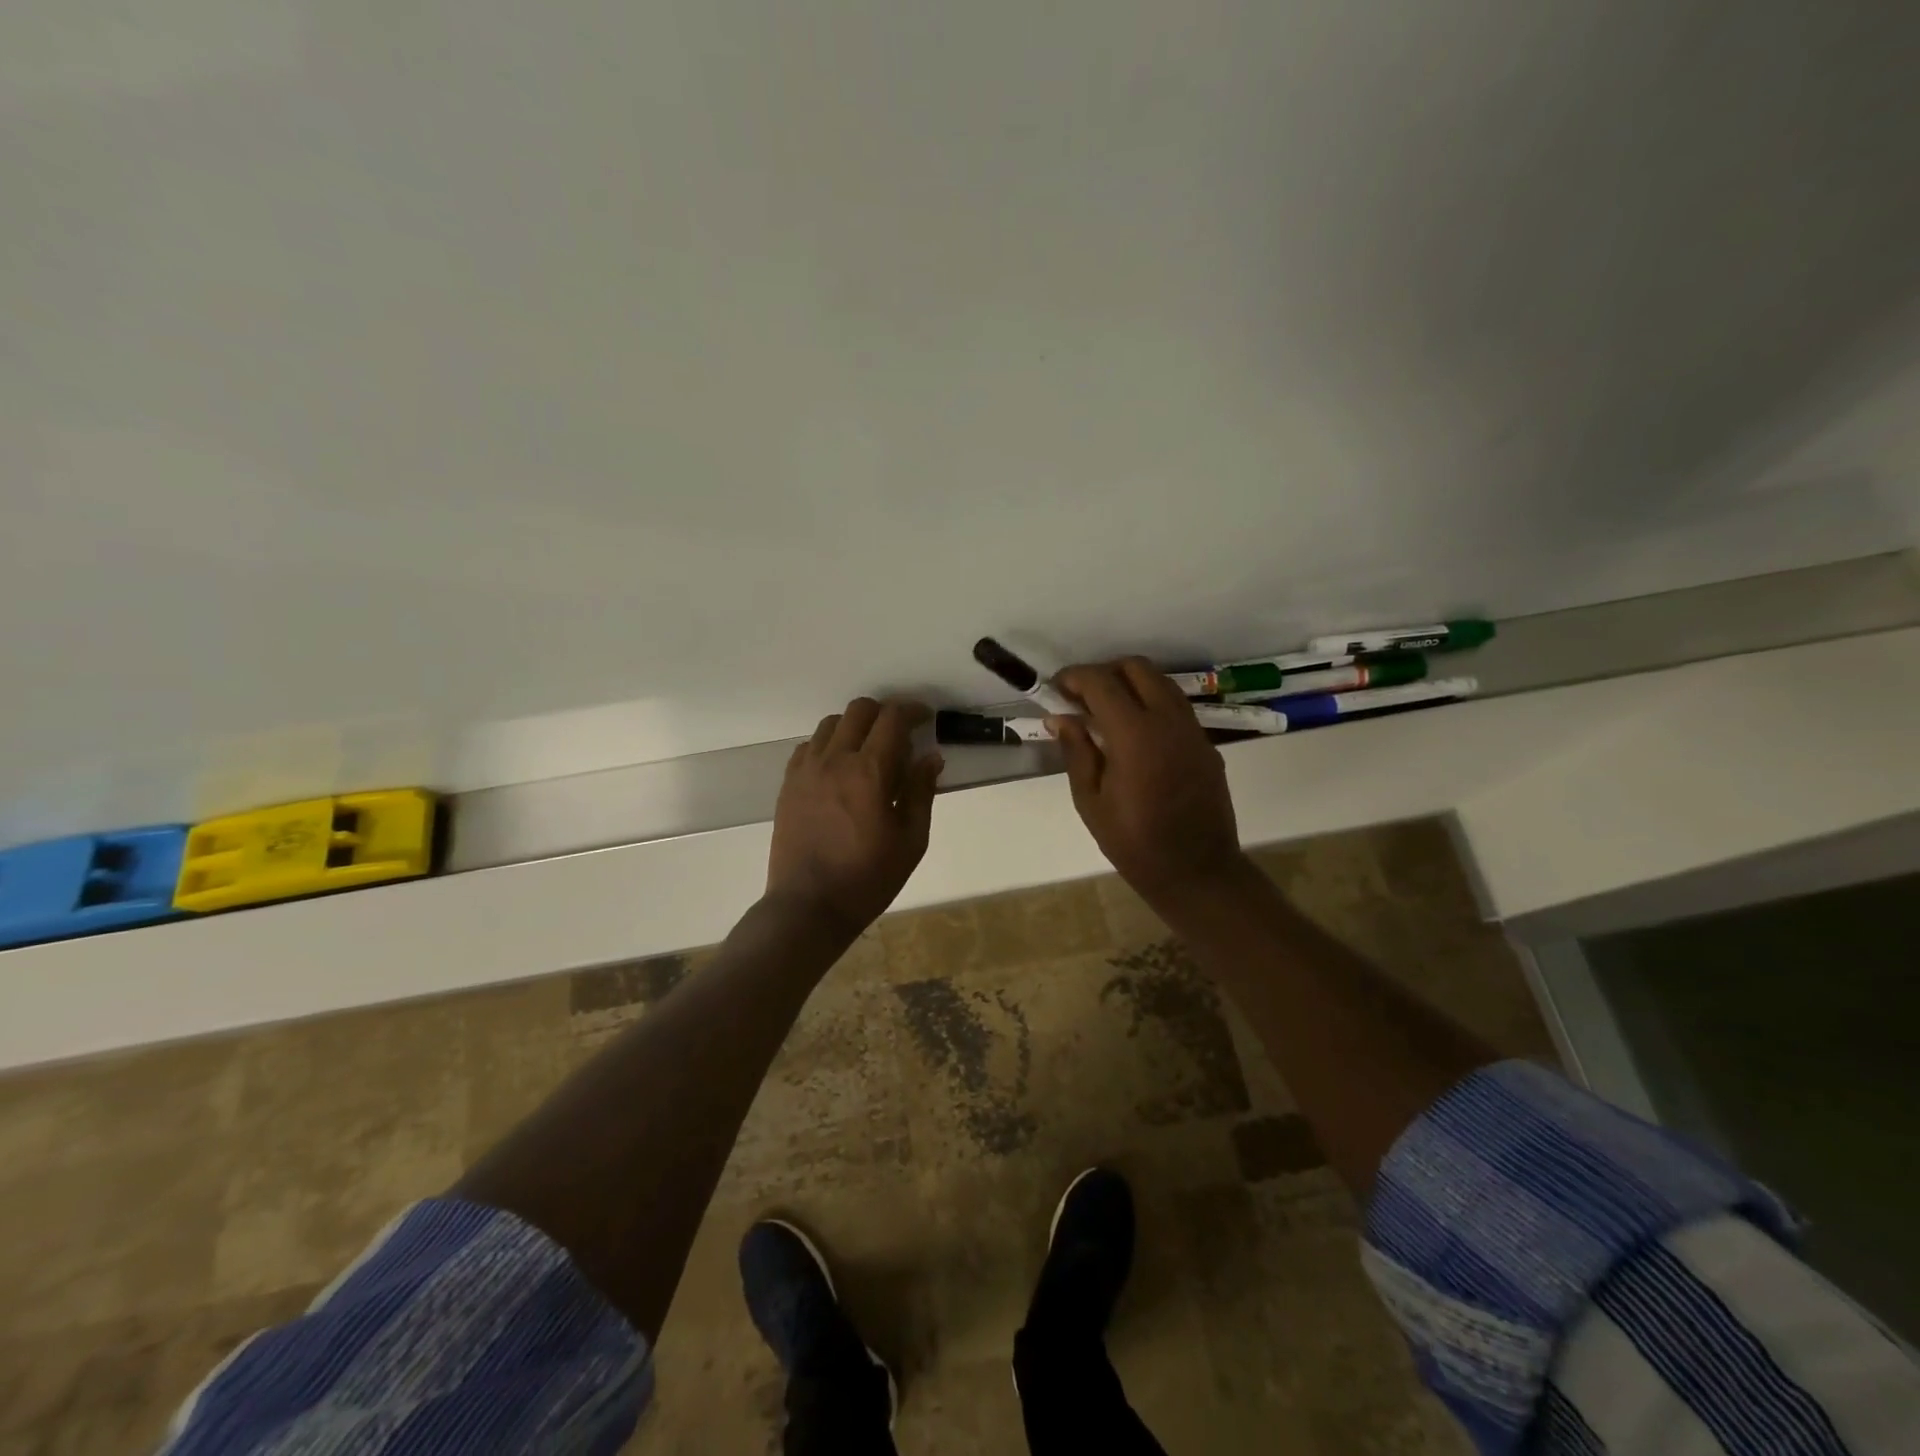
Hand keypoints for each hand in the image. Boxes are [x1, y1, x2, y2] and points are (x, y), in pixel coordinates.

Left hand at [766, 698, 943, 939]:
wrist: (809, 906)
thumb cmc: (868, 878)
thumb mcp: (910, 840)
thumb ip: (921, 791)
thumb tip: (931, 756)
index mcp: (869, 771)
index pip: (892, 718)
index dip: (912, 711)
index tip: (924, 718)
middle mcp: (834, 759)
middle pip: (859, 710)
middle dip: (884, 713)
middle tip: (899, 734)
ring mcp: (806, 769)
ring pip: (831, 723)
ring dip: (855, 726)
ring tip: (868, 751)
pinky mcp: (788, 783)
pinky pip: (809, 746)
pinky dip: (829, 745)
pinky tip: (839, 768)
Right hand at [1050, 658, 1250, 910]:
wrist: (1197, 872)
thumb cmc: (1135, 843)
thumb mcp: (1091, 801)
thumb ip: (1077, 752)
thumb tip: (1060, 718)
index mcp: (1135, 735)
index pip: (1102, 682)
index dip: (1075, 677)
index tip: (1057, 688)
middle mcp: (1168, 721)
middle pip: (1137, 668)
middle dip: (1105, 672)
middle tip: (1082, 697)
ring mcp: (1192, 730)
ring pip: (1161, 683)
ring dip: (1131, 684)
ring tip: (1106, 712)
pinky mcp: (1206, 744)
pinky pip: (1176, 707)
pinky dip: (1152, 704)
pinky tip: (1135, 734)